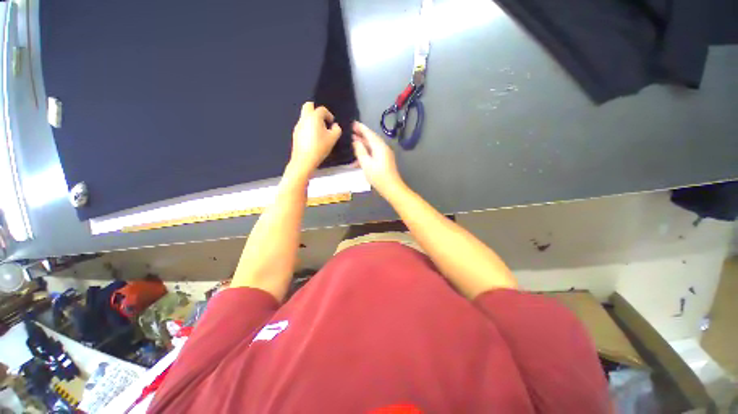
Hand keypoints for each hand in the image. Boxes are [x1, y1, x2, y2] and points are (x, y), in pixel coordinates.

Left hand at [289, 102, 341, 175]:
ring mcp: (298, 125)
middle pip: (308, 106)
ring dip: (312, 120)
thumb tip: (334, 125)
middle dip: (317, 111)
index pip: (322, 109)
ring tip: (319, 132)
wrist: (304, 160)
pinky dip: (308, 127)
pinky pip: (303, 125)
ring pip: (305, 116)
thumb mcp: (333, 139)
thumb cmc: (320, 147)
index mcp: (314, 117)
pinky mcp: (295, 133)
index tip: (332, 123)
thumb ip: (337, 129)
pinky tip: (313, 139)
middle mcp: (304, 118)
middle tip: (323, 121)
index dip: (329, 115)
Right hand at [351, 121, 404, 196]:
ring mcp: (385, 154)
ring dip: (364, 142)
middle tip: (351, 130)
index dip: (361, 128)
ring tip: (354, 140)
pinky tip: (360, 154)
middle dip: (362, 134)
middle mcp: (384, 147)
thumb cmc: (378, 176)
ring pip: (373, 145)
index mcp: (379, 146)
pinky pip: (375, 151)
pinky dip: (367, 150)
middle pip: (372, 138)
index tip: (353, 123)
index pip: (369, 133)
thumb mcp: (366, 163)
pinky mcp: (385, 160)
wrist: (392, 188)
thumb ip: (360, 151)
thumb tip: (356, 141)